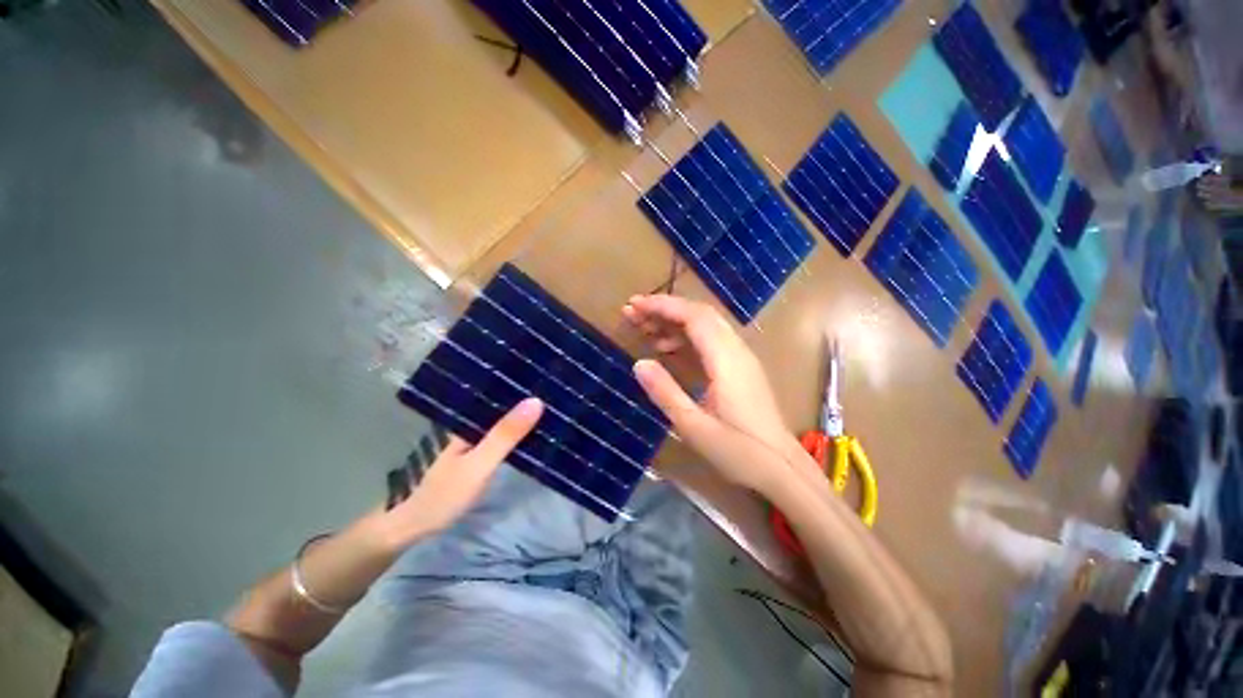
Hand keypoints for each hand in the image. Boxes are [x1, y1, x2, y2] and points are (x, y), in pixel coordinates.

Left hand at [382, 398, 542, 545]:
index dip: (523, 383)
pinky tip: (532, 429)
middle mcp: (471, 423)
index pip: (500, 393)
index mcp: (469, 419)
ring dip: (523, 413)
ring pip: (503, 419)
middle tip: (558, 388)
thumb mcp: (479, 464)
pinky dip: (516, 431)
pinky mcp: (476, 452)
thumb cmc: (444, 493)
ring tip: (553, 403)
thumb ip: (505, 435)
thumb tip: (536, 400)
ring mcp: (472, 438)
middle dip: (527, 396)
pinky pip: (500, 434)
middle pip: (503, 404)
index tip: (549, 375)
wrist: (412, 526)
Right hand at [623, 295, 811, 492]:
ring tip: (643, 330)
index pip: (693, 317)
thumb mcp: (694, 427)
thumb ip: (666, 393)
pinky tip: (667, 350)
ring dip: (674, 322)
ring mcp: (741, 359)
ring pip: (705, 326)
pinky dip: (685, 338)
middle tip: (632, 313)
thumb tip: (638, 363)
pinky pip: (710, 342)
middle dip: (664, 309)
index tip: (634, 305)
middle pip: (699, 315)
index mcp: (726, 360)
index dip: (662, 306)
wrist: (783, 469)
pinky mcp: (740, 369)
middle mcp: (736, 351)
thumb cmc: (739, 452)